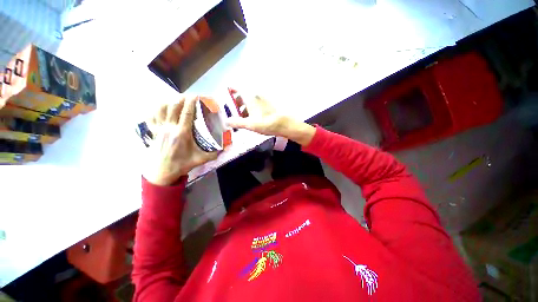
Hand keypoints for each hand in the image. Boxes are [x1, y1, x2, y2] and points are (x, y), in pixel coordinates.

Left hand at [143, 97, 217, 185]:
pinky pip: (151, 116)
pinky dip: (156, 109)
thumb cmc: (182, 164)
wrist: (162, 172)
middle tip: (190, 97)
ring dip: (169, 101)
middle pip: (173, 106)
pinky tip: (162, 108)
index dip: (192, 102)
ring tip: (177, 100)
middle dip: (182, 98)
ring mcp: (159, 129)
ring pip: (161, 108)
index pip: (186, 112)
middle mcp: (169, 128)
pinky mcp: (153, 132)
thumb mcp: (201, 159)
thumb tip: (227, 146)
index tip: (197, 95)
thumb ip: (215, 153)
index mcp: (182, 133)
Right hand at [226, 94, 315, 145]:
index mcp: (250, 97)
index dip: (231, 89)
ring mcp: (264, 98)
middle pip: (244, 94)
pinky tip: (253, 118)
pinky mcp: (269, 103)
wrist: (284, 124)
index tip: (227, 93)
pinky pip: (257, 103)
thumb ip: (237, 122)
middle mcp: (257, 95)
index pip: (238, 87)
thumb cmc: (266, 123)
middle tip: (235, 111)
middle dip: (238, 102)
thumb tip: (226, 121)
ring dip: (245, 107)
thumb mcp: (249, 124)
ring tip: (244, 118)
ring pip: (251, 99)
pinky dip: (253, 108)